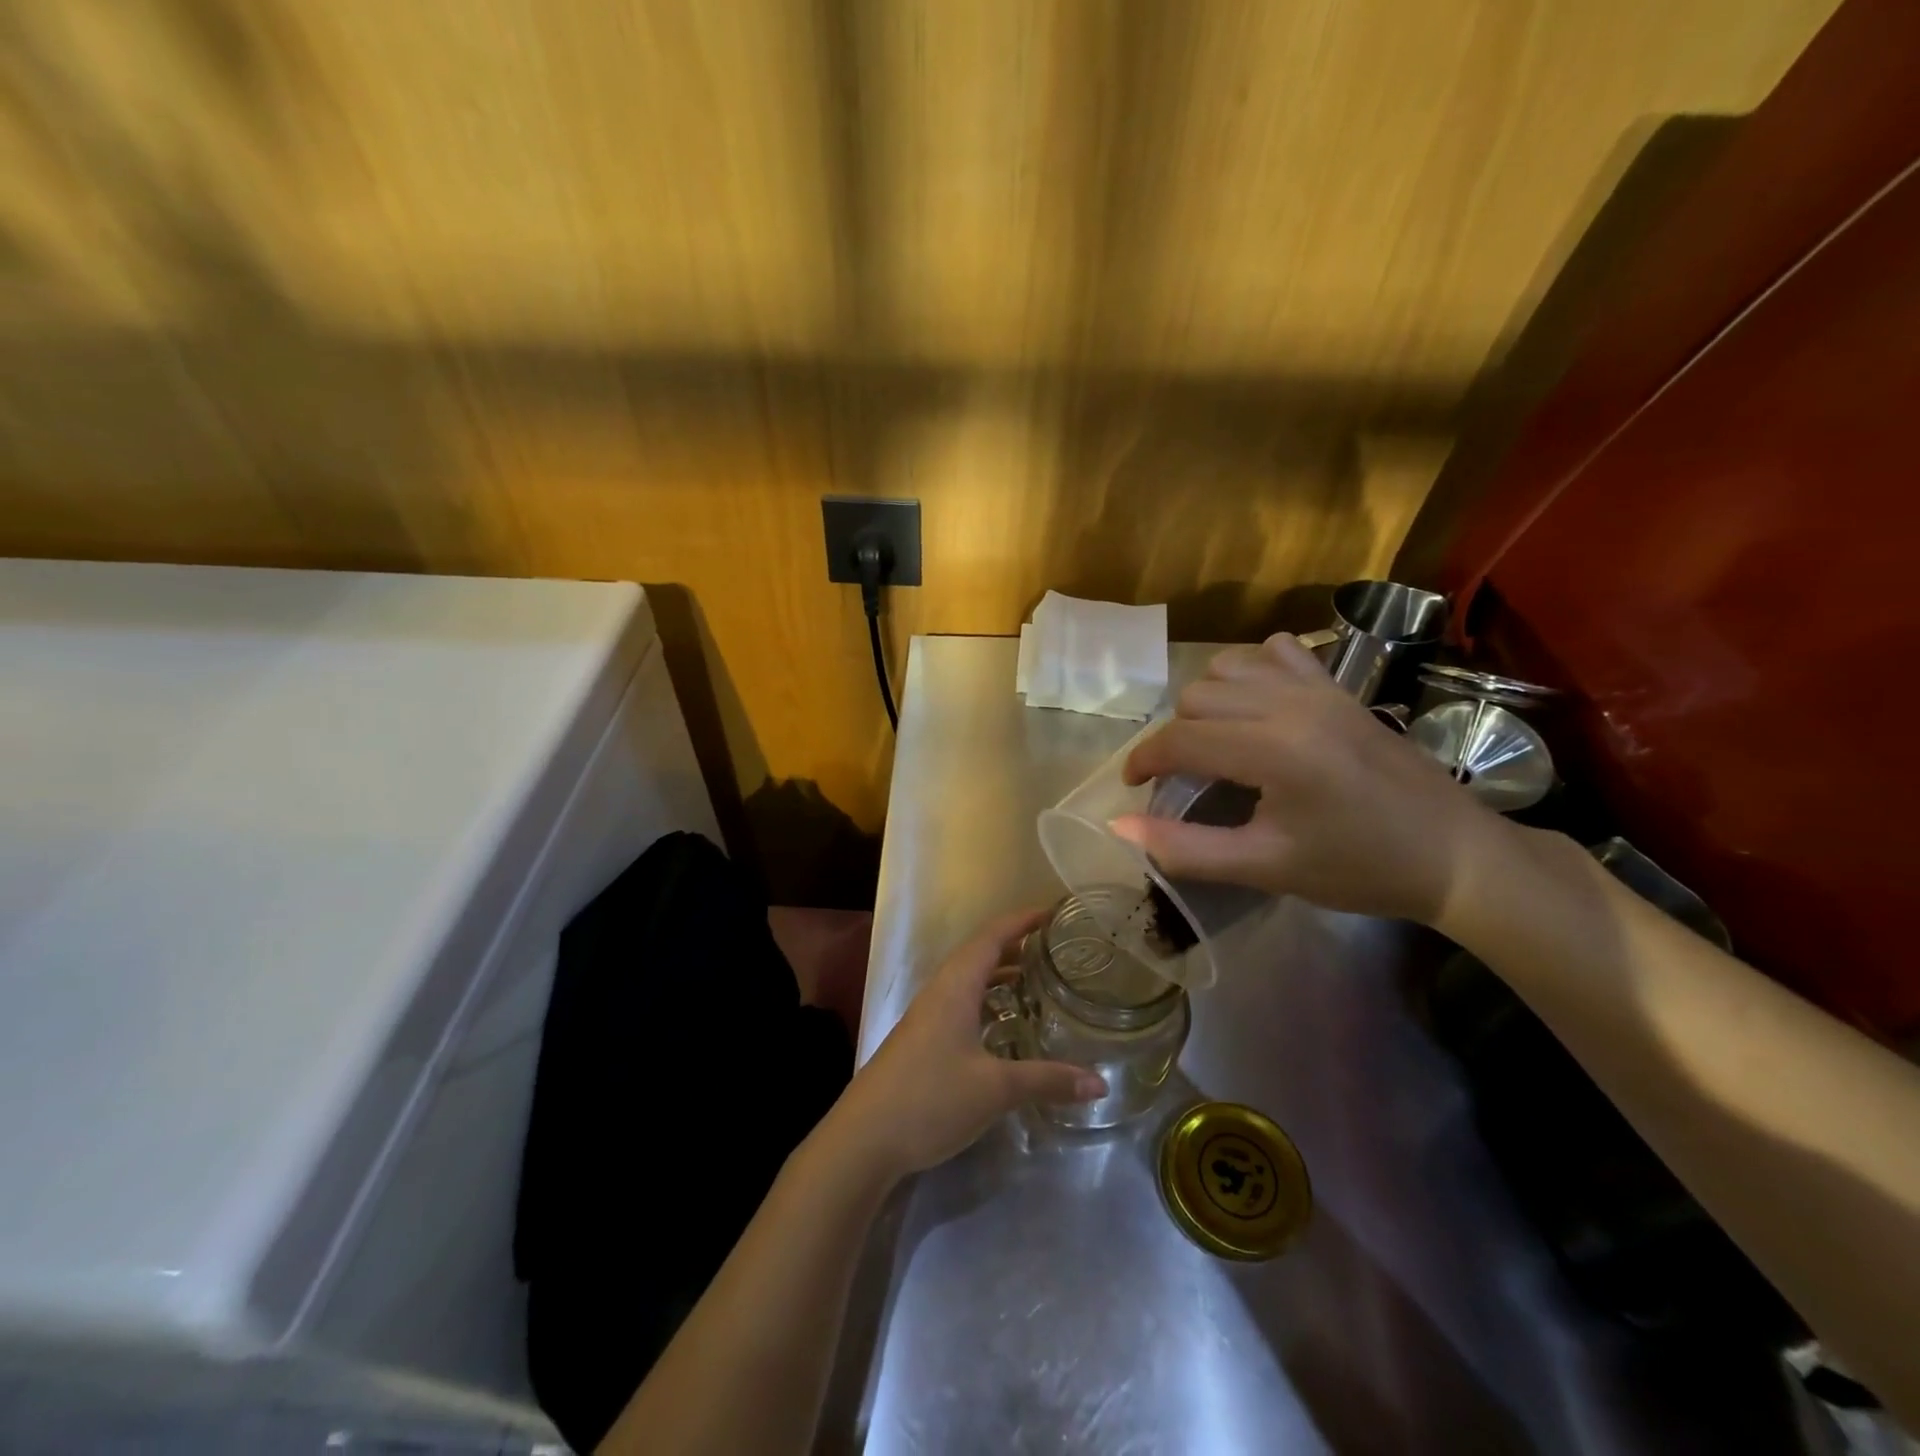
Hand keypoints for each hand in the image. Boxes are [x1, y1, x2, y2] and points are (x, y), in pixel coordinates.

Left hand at [826, 909, 1106, 1180]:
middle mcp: (939, 993)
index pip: (991, 937)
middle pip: (979, 955)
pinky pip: (960, 1006)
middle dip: (1015, 946)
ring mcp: (926, 1018)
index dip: (1021, 920)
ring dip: (1000, 976)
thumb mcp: (995, 1089)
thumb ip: (1047, 1080)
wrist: (863, 1140)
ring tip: (1036, 983)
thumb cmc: (930, 1098)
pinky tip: (1004, 1028)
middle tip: (1054, 950)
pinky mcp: (921, 1042)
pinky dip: (987, 1004)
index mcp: (955, 986)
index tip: (1053, 913)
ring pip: (968, 982)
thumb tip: (1100, 1082)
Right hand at [1112, 632, 1508, 924]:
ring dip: (1206, 703)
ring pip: (1227, 668)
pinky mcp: (1339, 686)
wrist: (1454, 855)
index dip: (1143, 761)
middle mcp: (1291, 703)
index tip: (1132, 786)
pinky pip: (1274, 651)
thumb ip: (1184, 847)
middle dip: (1175, 738)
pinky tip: (1257, 706)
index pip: (1180, 739)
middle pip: (1196, 699)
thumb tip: (1118, 824)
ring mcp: (1319, 687)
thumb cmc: (1359, 868)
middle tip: (1183, 781)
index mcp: (1274, 750)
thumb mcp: (1265, 867)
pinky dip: (1250, 672)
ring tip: (1216, 743)